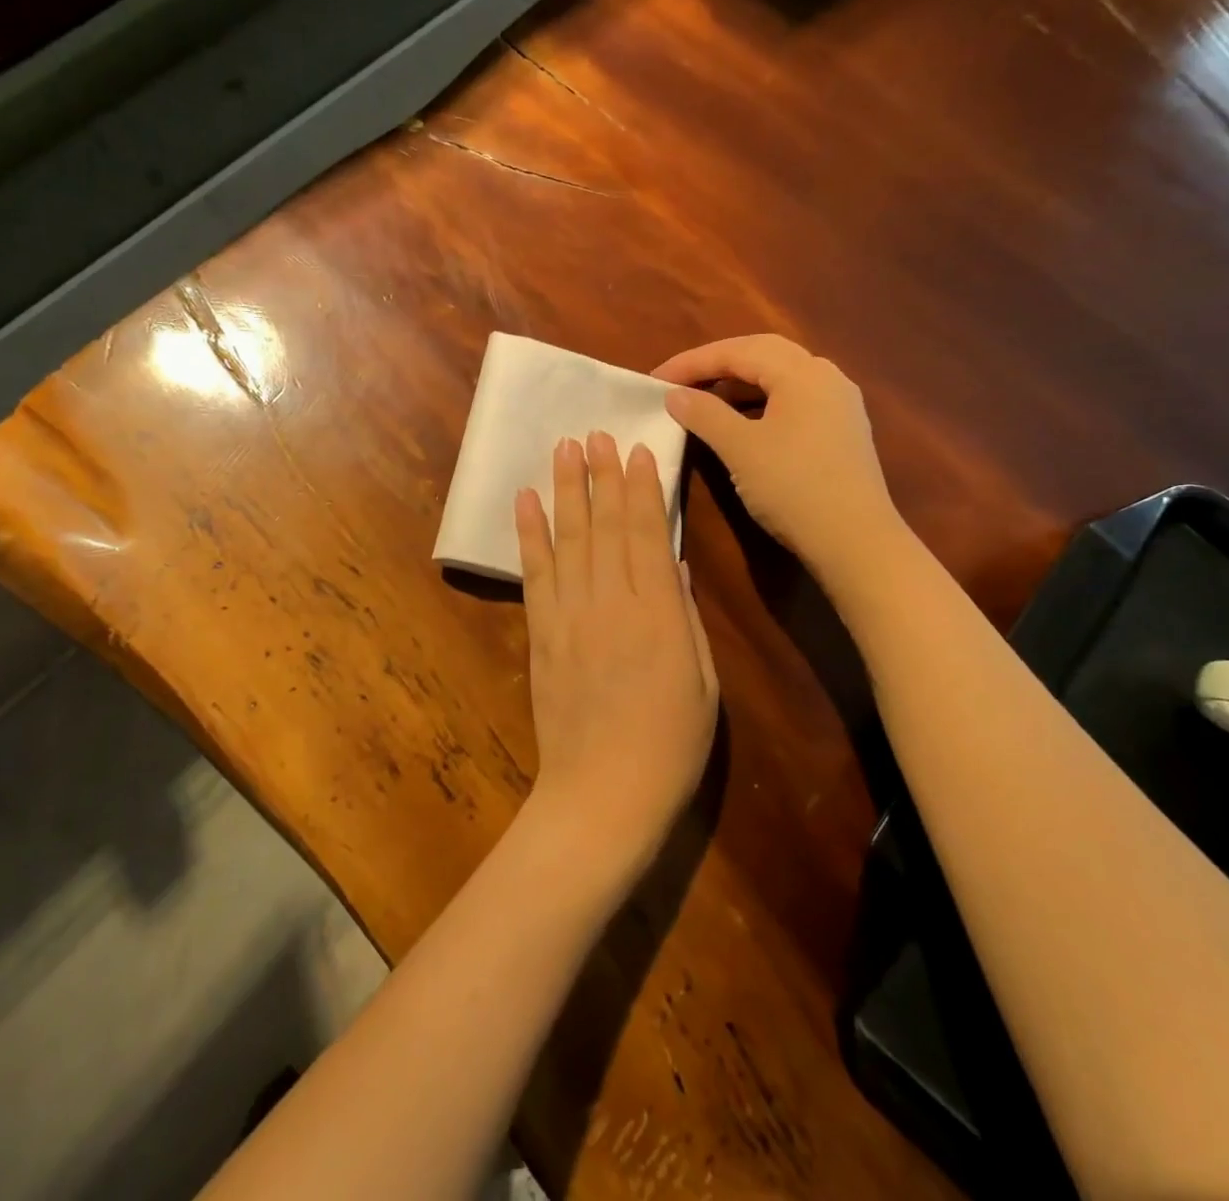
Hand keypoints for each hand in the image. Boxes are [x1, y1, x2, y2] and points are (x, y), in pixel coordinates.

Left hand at [514, 433, 719, 878]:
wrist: (603, 795)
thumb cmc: (670, 745)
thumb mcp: (702, 683)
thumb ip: (685, 618)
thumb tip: (676, 566)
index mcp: (658, 612)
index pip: (647, 533)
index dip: (642, 488)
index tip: (637, 450)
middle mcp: (610, 601)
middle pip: (605, 525)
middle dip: (601, 475)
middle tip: (594, 433)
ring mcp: (570, 615)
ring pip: (568, 539)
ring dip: (565, 490)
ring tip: (563, 449)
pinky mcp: (541, 634)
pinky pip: (534, 574)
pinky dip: (529, 535)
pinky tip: (526, 502)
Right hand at [652, 335, 895, 590]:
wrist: (856, 542)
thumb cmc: (793, 488)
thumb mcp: (741, 449)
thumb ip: (704, 414)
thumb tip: (674, 394)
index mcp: (802, 372)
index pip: (738, 351)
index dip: (692, 362)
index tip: (654, 379)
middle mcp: (826, 377)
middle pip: (763, 355)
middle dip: (717, 364)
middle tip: (680, 382)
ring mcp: (839, 404)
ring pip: (781, 378)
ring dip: (739, 384)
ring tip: (705, 401)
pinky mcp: (842, 431)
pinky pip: (794, 401)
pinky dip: (761, 404)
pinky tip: (743, 424)